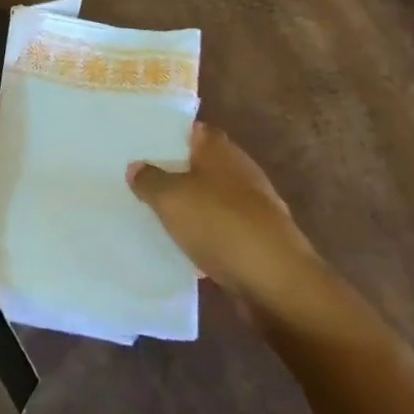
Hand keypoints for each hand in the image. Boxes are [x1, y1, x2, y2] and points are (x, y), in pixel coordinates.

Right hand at [128, 122, 327, 305]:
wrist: (277, 282)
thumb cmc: (220, 224)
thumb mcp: (171, 198)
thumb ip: (150, 180)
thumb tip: (136, 166)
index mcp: (220, 149)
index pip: (193, 130)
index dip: (170, 136)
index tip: (144, 145)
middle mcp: (240, 170)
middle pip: (203, 164)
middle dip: (178, 172)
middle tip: (144, 181)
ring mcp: (255, 206)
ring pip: (214, 198)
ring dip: (194, 206)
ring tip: (160, 214)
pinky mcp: (261, 240)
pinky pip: (226, 229)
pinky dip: (210, 235)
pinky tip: (189, 248)